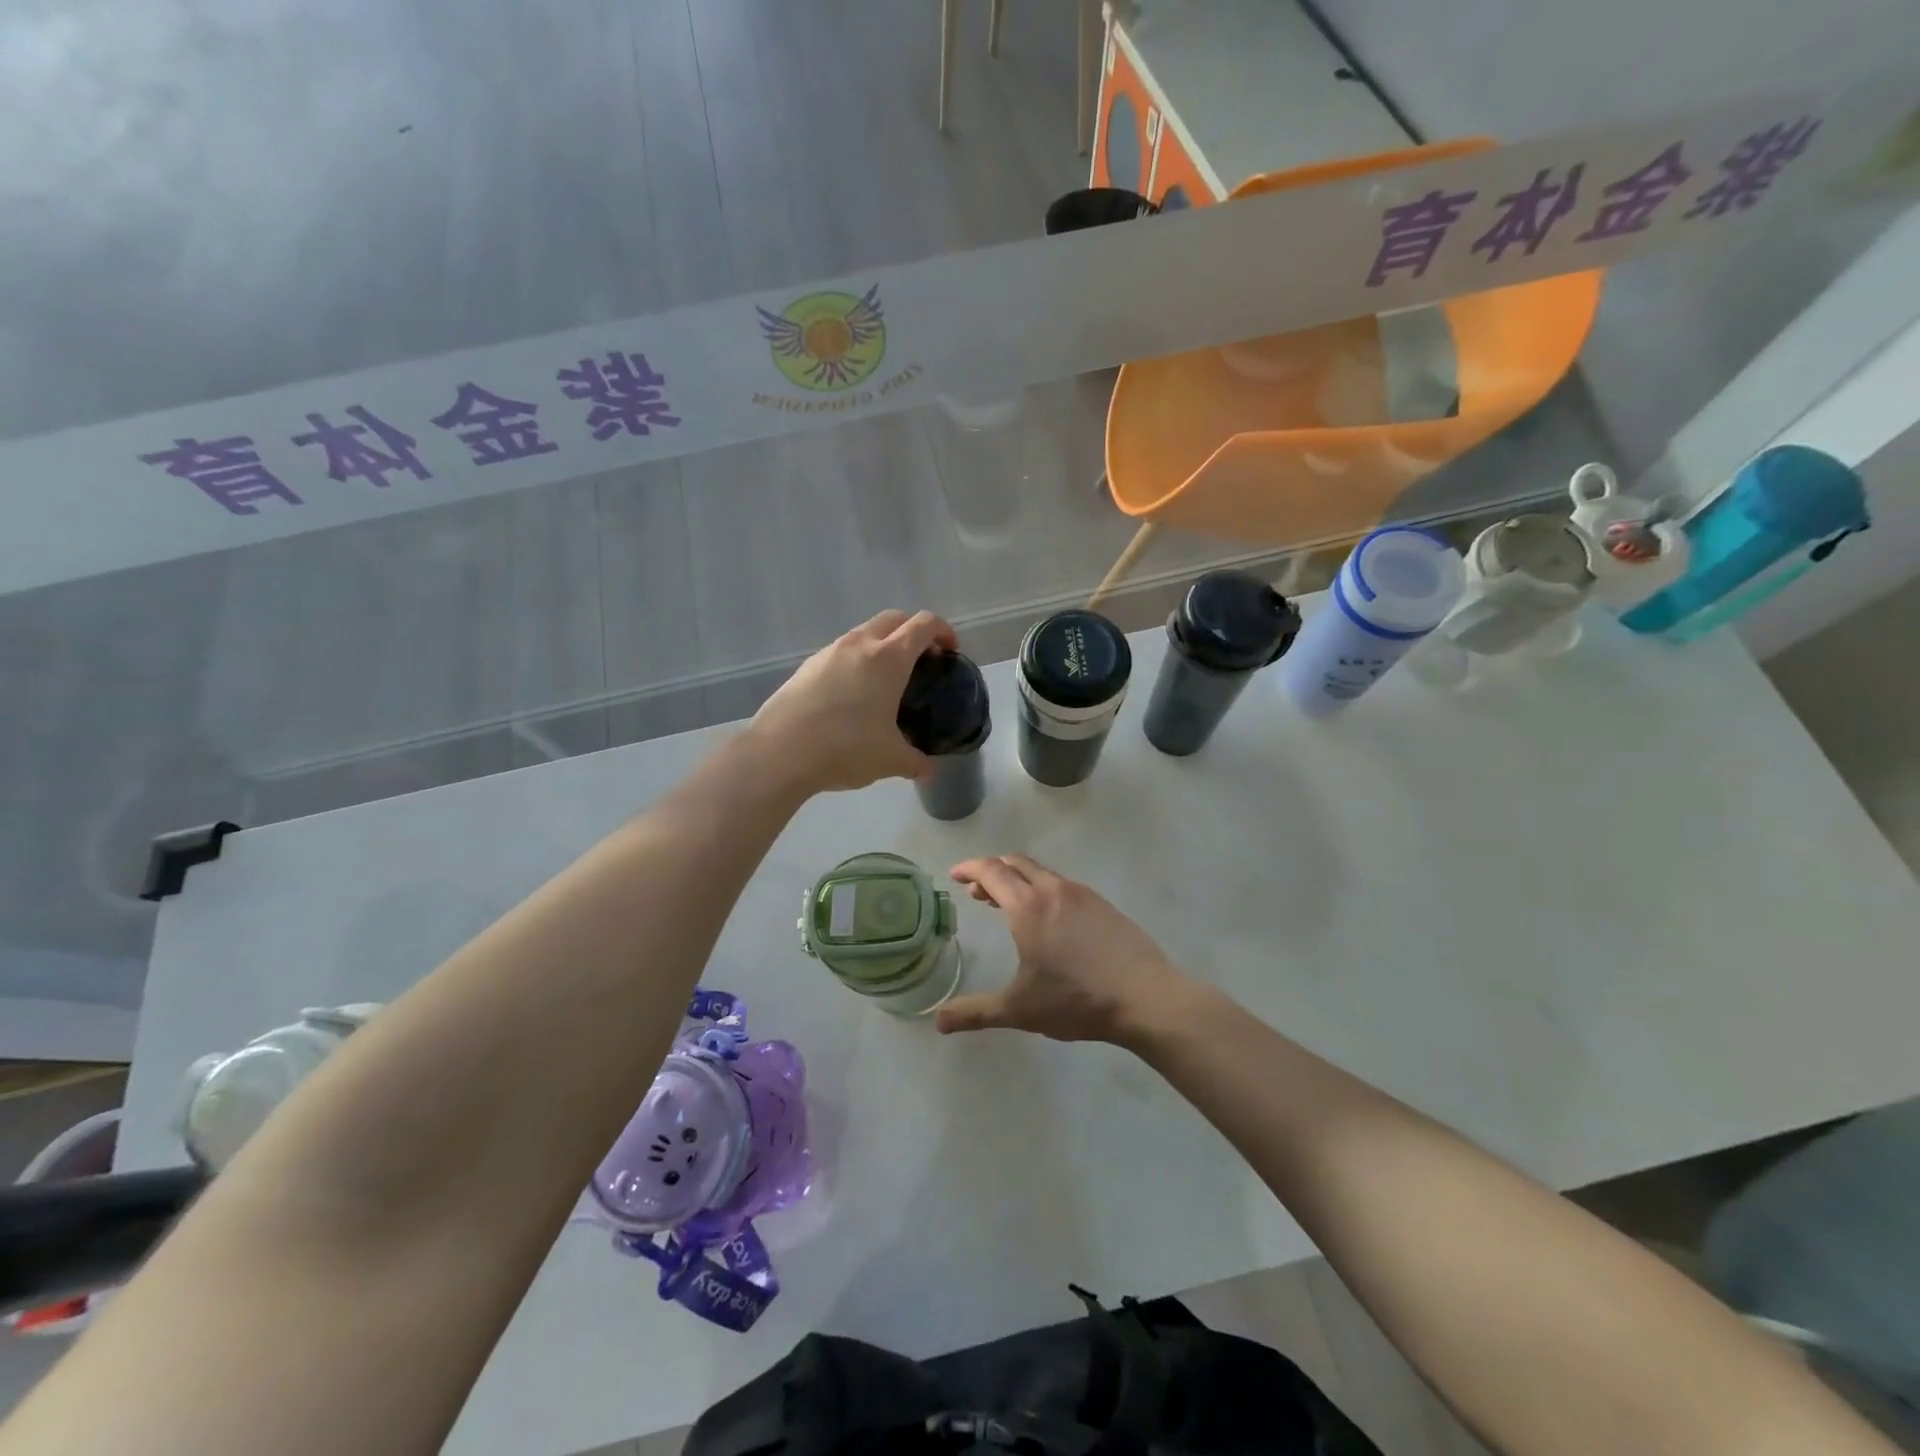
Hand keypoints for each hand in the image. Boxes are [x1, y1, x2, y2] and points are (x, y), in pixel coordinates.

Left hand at [748, 609, 957, 794]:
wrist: (780, 752)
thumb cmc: (846, 748)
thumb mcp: (890, 760)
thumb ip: (915, 762)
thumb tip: (928, 771)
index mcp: (889, 658)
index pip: (923, 625)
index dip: (943, 631)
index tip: (950, 651)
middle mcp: (860, 645)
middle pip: (893, 619)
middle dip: (912, 632)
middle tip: (921, 661)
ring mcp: (829, 652)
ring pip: (864, 633)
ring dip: (881, 645)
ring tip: (886, 681)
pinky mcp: (807, 667)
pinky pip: (840, 653)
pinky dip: (856, 662)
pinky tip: (852, 696)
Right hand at [936, 854, 1186, 1046]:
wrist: (1145, 997)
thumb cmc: (1076, 1000)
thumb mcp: (1020, 1010)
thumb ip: (976, 1012)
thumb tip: (938, 1021)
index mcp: (1029, 907)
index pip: (992, 872)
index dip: (970, 868)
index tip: (956, 875)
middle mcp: (1054, 890)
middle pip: (1017, 863)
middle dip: (993, 871)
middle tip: (978, 892)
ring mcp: (1083, 895)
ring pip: (1042, 873)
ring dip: (1019, 880)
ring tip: (1010, 905)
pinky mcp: (1104, 905)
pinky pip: (1064, 886)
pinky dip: (1044, 890)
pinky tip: (1049, 920)